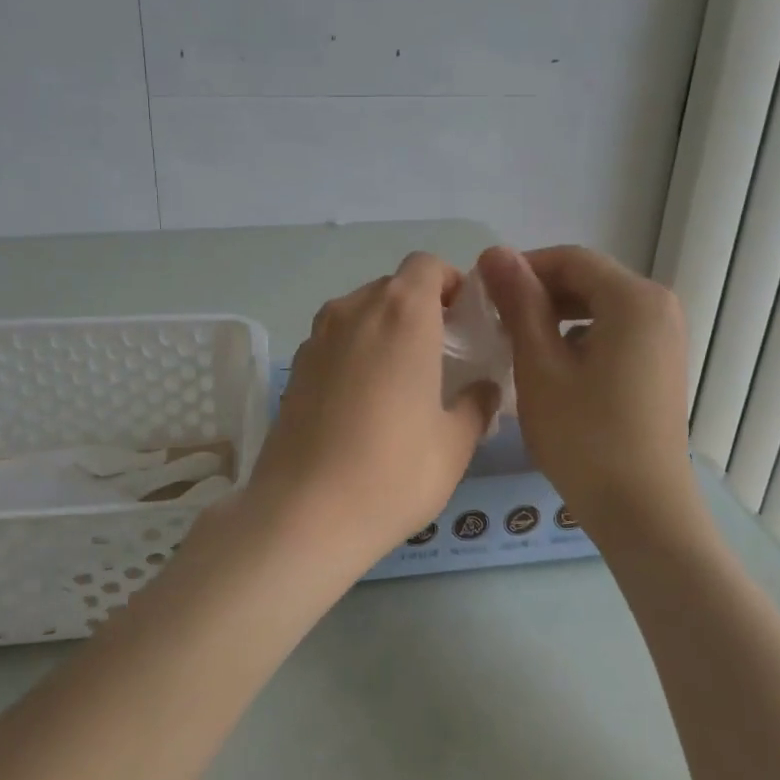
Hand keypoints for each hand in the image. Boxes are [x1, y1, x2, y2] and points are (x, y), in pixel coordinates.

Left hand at [243, 252, 498, 571]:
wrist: (304, 514)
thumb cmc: (394, 472)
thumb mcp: (455, 442)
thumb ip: (477, 404)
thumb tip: (484, 389)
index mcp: (402, 314)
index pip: (426, 265)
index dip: (449, 284)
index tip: (464, 322)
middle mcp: (354, 311)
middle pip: (392, 287)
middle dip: (421, 309)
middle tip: (441, 356)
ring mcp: (316, 338)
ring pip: (360, 313)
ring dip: (386, 330)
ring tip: (402, 380)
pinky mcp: (295, 368)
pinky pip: (335, 341)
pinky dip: (356, 353)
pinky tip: (364, 403)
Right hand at [477, 245, 695, 529]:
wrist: (642, 511)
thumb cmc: (584, 437)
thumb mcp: (540, 366)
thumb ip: (519, 303)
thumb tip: (494, 252)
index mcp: (634, 298)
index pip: (569, 259)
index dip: (521, 269)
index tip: (482, 294)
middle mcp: (660, 306)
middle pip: (587, 280)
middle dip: (538, 294)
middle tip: (493, 322)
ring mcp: (666, 337)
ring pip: (599, 308)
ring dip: (555, 317)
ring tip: (516, 346)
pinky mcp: (661, 364)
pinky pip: (614, 332)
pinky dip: (579, 339)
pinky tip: (552, 369)